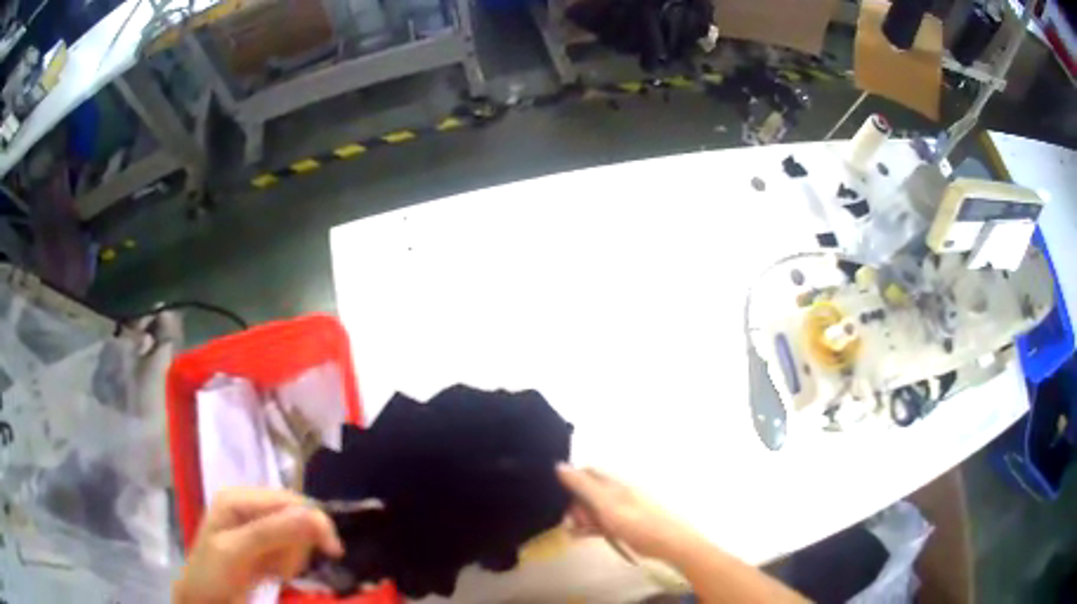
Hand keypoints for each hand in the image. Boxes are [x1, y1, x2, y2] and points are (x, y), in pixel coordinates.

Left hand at [174, 487, 343, 603]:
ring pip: (294, 534)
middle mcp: (246, 505)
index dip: (313, 520)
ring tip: (275, 573)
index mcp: (237, 498)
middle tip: (284, 570)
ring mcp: (253, 525)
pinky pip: (288, 548)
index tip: (333, 551)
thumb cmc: (212, 574)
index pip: (288, 499)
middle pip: (294, 515)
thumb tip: (313, 514)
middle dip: (297, 545)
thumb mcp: (237, 552)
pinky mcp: (260, 543)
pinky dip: (288, 563)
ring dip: (292, 558)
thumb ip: (271, 532)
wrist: (202, 599)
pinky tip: (274, 573)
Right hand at [556, 464, 699, 560]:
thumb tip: (559, 464)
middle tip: (572, 519)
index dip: (570, 481)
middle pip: (586, 492)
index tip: (559, 496)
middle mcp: (614, 492)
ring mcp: (618, 509)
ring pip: (591, 509)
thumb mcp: (605, 503)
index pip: (585, 473)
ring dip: (580, 517)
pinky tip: (578, 536)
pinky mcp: (620, 525)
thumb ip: (582, 486)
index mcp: (612, 482)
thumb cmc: (636, 520)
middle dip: (574, 503)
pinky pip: (599, 523)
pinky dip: (588, 527)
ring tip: (574, 530)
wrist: (666, 541)